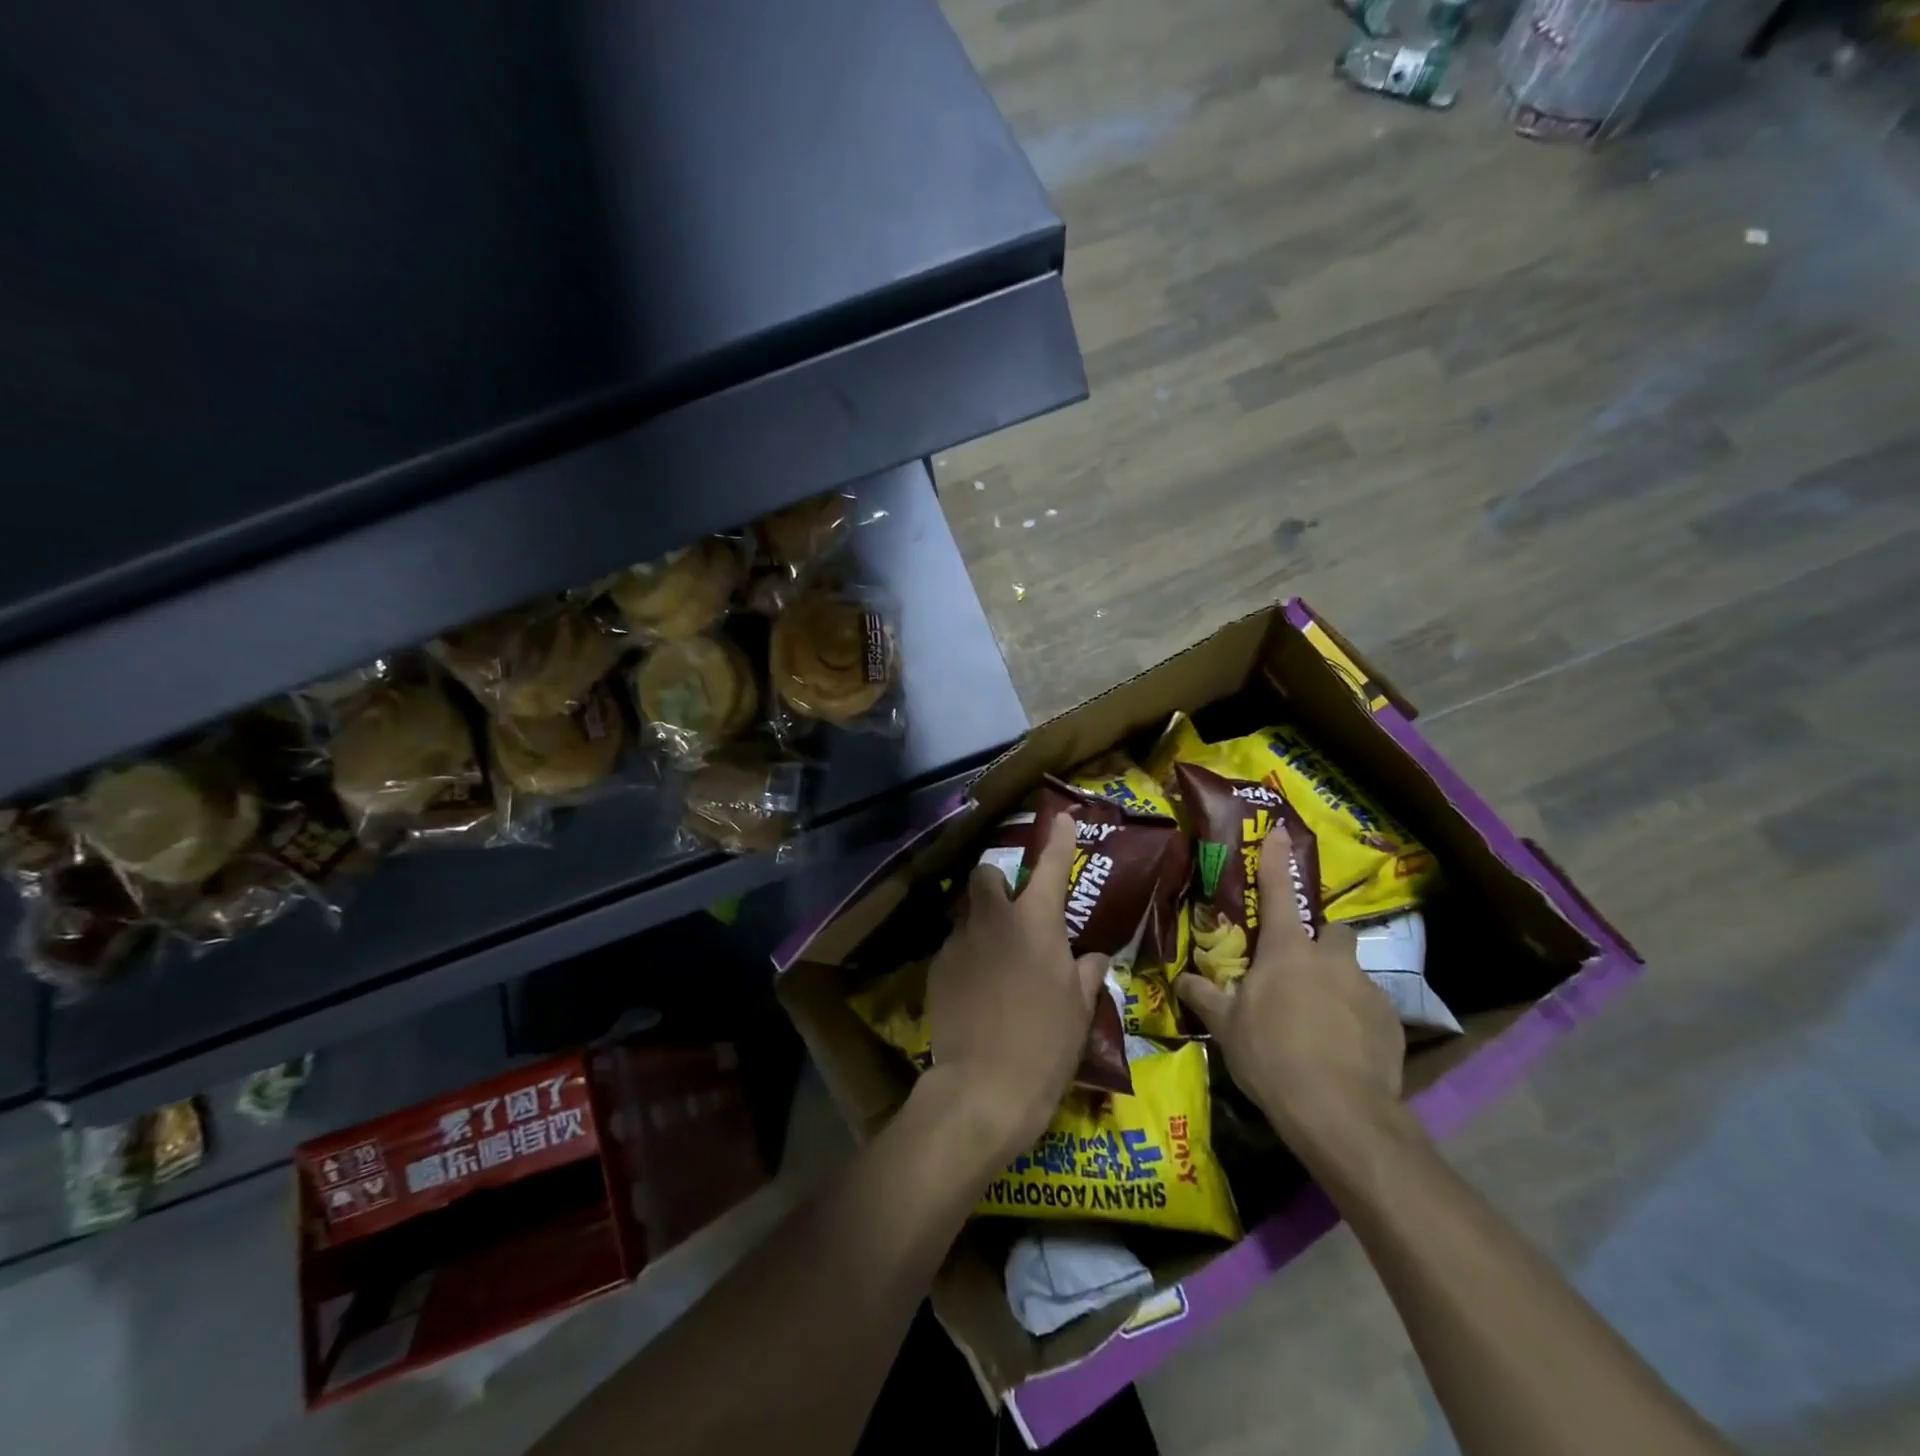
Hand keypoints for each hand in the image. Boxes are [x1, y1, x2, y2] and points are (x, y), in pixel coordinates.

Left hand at [921, 812, 1107, 1164]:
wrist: (981, 1088)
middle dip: (998, 880)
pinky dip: (968, 954)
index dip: (1059, 839)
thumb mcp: (1079, 1010)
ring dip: (982, 921)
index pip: (1051, 867)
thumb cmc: (1045, 1046)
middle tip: (1014, 908)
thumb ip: (1085, 973)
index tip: (1063, 818)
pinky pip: (955, 946)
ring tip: (996, 955)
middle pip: (987, 875)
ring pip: (967, 912)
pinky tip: (977, 987)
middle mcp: (993, 919)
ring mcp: (959, 942)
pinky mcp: (936, 968)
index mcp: (1035, 922)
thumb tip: (1093, 956)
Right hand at [1175, 826, 1412, 1157]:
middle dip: (1320, 940)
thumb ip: (1205, 997)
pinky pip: (1369, 1008)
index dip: (1276, 860)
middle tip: (1300, 967)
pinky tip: (1342, 1048)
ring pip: (1351, 972)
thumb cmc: (1272, 1055)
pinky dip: (1356, 1019)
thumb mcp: (1227, 1028)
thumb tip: (1183, 980)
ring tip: (1320, 1020)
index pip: (1277, 892)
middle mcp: (1331, 960)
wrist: (1339, 1111)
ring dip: (1336, 984)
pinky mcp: (1391, 1023)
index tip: (1280, 832)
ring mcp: (1367, 989)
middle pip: (1332, 931)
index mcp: (1288, 951)